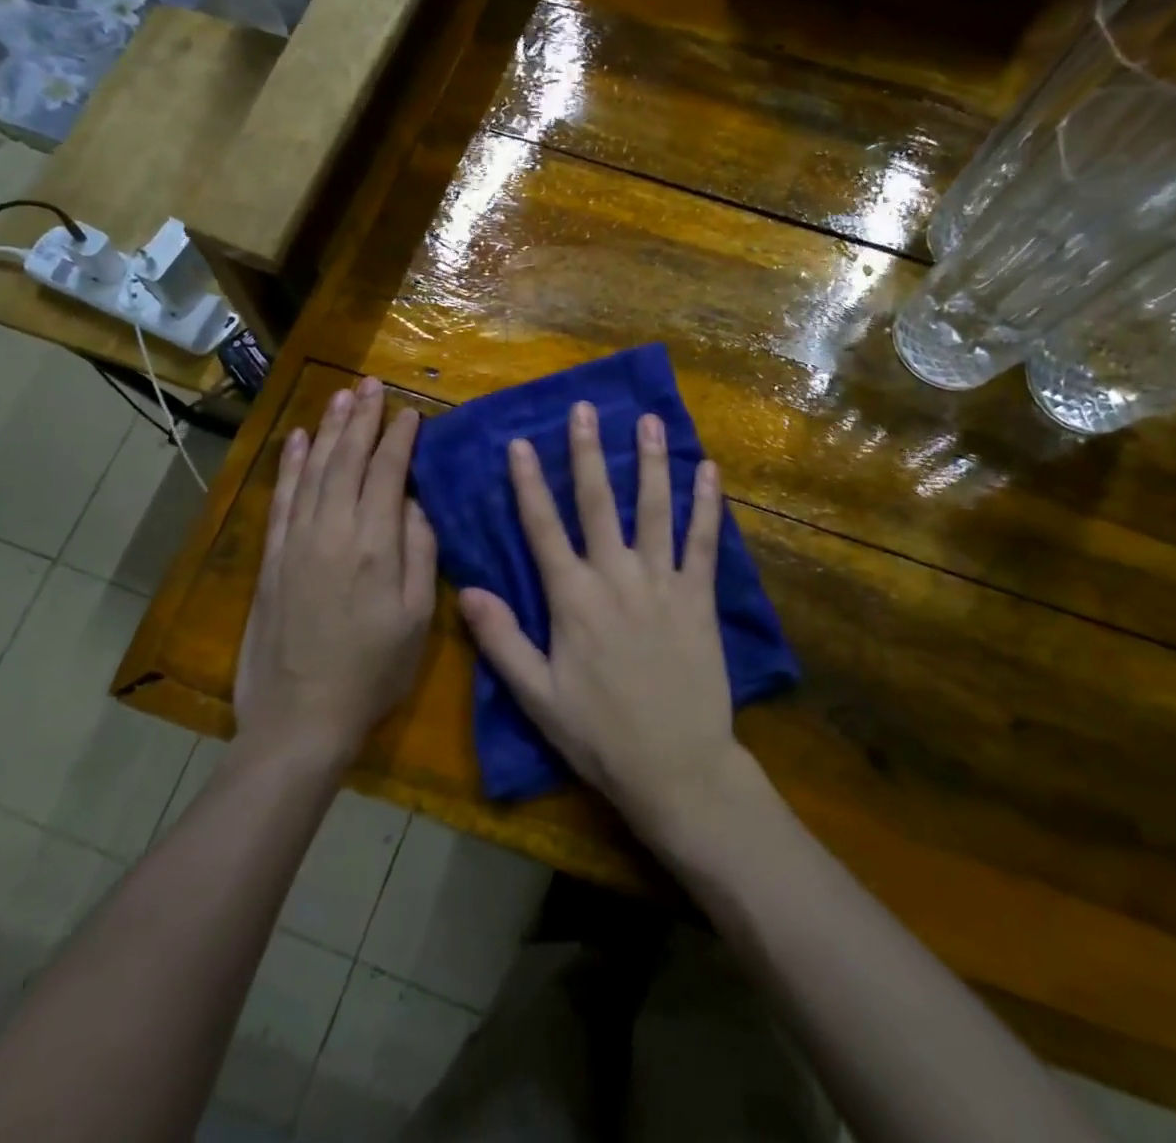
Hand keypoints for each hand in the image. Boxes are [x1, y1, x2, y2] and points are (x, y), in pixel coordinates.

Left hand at [237, 378, 436, 763]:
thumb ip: (420, 554)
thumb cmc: (373, 672)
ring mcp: (296, 542)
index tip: (410, 412)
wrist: (300, 718)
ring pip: (314, 471)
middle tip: (371, 384)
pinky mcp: (271, 558)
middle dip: (362, 419)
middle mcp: (333, 531)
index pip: (387, 474)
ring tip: (341, 397)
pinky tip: (298, 441)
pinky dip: (290, 466)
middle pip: (347, 460)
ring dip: (328, 430)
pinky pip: (282, 499)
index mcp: (375, 545)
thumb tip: (415, 505)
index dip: (399, 439)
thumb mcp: (418, 619)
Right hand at [459, 401, 742, 836]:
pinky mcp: (699, 597)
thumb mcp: (537, 696)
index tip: (519, 442)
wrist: (674, 766)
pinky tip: (710, 471)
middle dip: (587, 453)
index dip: (528, 484)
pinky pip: (704, 541)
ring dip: (651, 462)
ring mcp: (662, 583)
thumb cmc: (599, 735)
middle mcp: (615, 577)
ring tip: (650, 420)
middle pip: (598, 503)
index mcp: (572, 599)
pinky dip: (706, 504)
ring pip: (654, 510)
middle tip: (585, 409)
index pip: (543, 528)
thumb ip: (501, 640)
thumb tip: (465, 589)